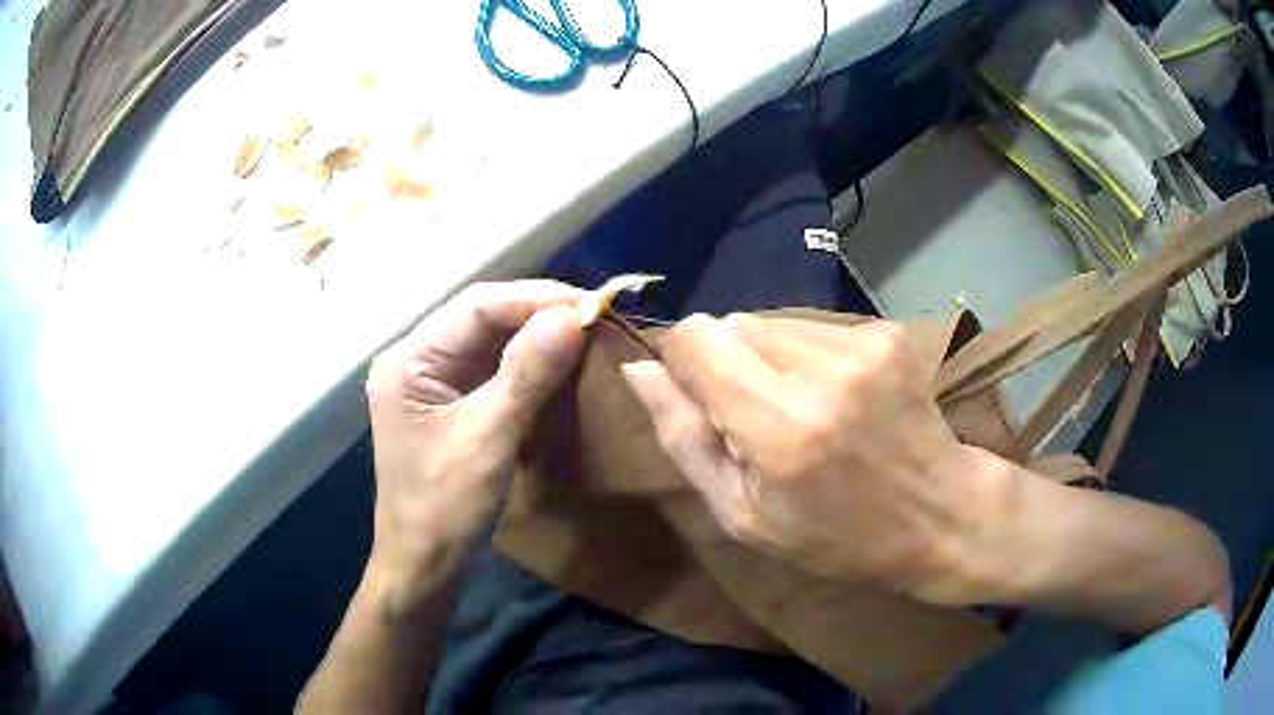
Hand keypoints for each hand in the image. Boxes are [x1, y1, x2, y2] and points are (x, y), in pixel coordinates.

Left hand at [364, 281, 582, 617]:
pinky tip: (560, 361)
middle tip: (594, 315)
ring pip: (490, 341)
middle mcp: (416, 360)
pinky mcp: (451, 404)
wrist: (424, 566)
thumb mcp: (486, 439)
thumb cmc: (444, 508)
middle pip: (481, 318)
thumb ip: (525, 375)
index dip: (533, 298)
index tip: (589, 303)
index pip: (475, 306)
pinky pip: (493, 369)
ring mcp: (433, 382)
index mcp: (409, 361)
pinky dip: (528, 364)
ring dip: (536, 336)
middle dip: (537, 313)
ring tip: (586, 331)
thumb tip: (572, 317)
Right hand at [622, 313, 1000, 602]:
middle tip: (760, 418)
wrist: (937, 513)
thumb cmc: (835, 534)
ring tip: (803, 409)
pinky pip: (813, 325)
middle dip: (729, 364)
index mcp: (779, 425)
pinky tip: (836, 397)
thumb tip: (640, 370)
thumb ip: (684, 438)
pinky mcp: (885, 331)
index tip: (702, 399)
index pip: (696, 337)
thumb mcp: (744, 514)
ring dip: (769, 358)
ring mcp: (861, 344)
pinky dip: (808, 355)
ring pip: (772, 321)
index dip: (685, 362)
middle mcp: (821, 369)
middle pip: (732, 323)